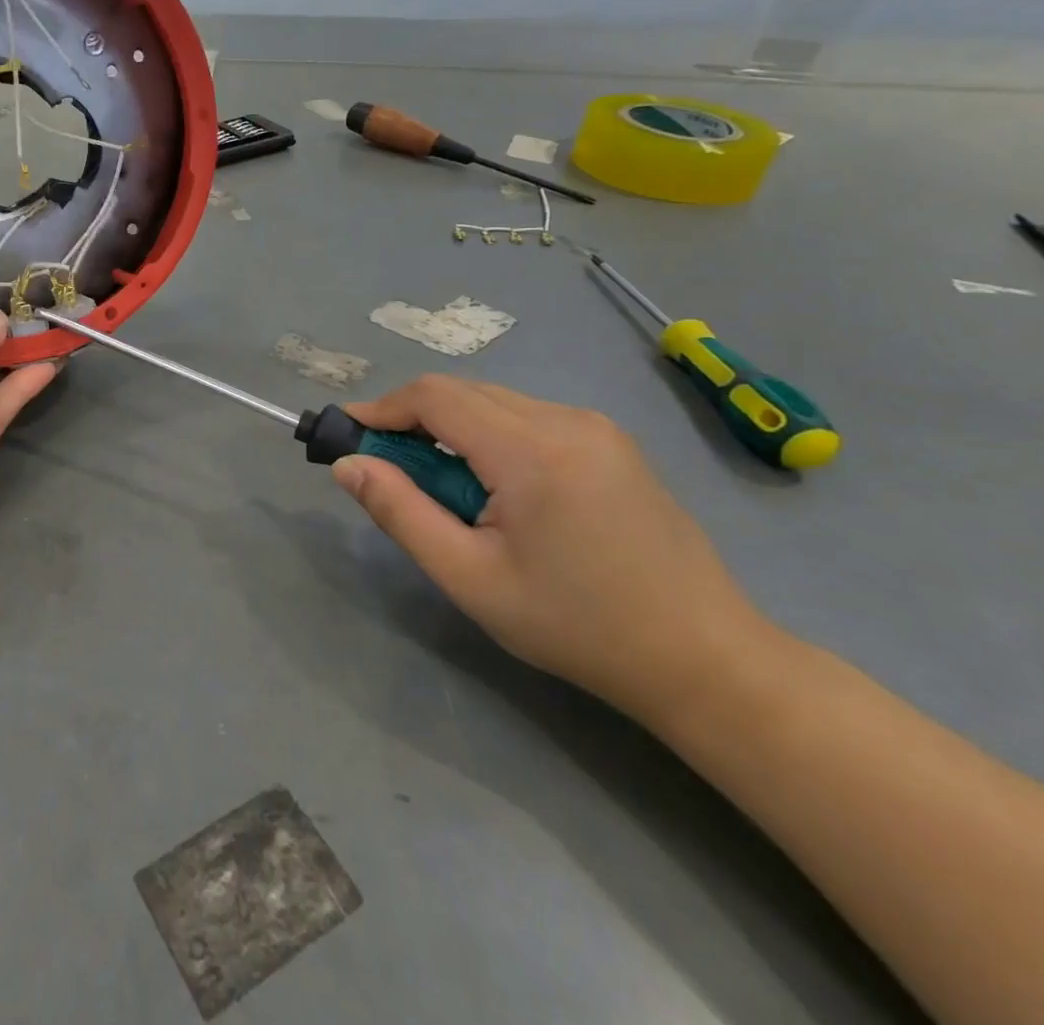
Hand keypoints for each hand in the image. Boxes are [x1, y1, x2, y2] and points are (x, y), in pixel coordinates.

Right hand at [331, 375, 768, 721]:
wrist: (705, 661)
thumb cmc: (577, 626)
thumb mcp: (469, 577)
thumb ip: (400, 512)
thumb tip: (348, 464)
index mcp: (532, 451)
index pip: (435, 396)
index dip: (382, 408)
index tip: (349, 437)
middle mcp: (567, 420)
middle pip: (462, 392)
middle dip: (412, 421)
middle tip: (389, 472)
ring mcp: (596, 427)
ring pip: (494, 402)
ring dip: (451, 430)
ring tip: (444, 491)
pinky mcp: (611, 442)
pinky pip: (526, 418)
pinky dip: (489, 437)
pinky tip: (495, 490)